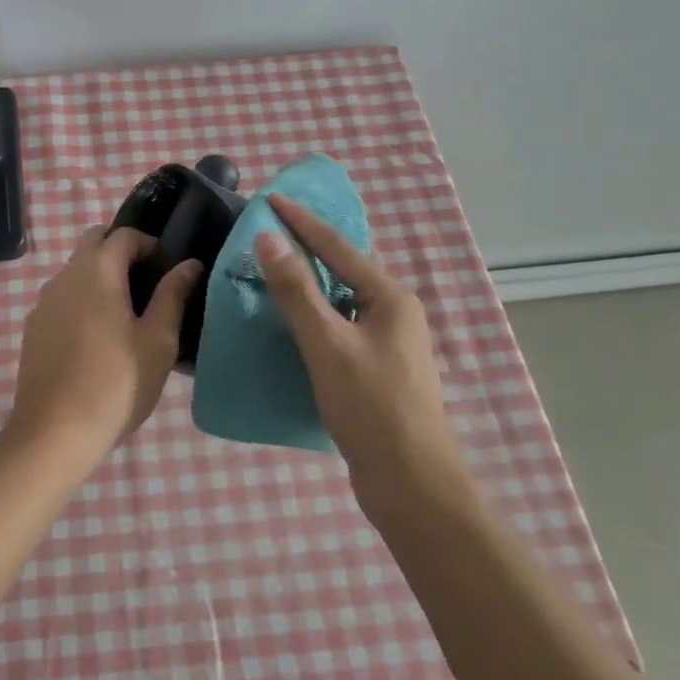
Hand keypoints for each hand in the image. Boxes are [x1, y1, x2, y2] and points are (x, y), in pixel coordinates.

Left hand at [8, 227, 202, 456]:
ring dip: (101, 278)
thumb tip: (189, 264)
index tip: (169, 269)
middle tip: (149, 286)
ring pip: (75, 272)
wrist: (54, 432)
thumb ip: (173, 295)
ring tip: (127, 315)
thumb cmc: (116, 384)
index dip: (149, 244)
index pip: (123, 235)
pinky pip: (62, 299)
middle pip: (94, 244)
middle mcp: (64, 276)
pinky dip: (82, 301)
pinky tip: (97, 339)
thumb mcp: (158, 341)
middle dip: (122, 254)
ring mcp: (43, 302)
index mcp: (96, 271)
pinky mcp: (34, 328)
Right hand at [256, 195, 467, 506]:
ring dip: (309, 283)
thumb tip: (269, 239)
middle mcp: (394, 313)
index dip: (302, 221)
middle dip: (308, 247)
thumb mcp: (328, 343)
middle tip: (268, 231)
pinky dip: (314, 315)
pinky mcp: (376, 370)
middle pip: (345, 268)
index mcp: (390, 297)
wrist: (410, 481)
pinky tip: (290, 322)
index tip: (271, 198)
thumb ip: (297, 291)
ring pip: (342, 299)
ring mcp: (388, 343)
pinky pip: (340, 326)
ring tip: (273, 269)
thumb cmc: (371, 406)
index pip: (338, 246)